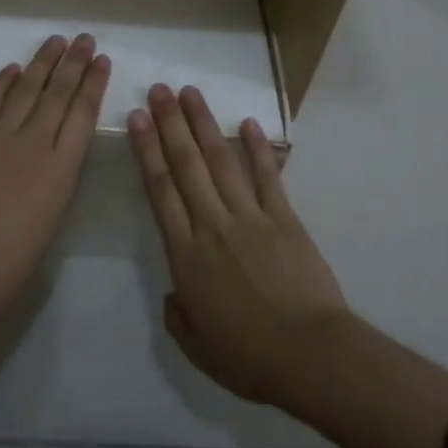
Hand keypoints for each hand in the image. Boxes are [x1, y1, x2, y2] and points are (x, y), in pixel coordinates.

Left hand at [0, 34, 110, 316]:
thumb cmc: (13, 259)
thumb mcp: (53, 213)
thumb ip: (57, 175)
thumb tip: (54, 149)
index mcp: (62, 167)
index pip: (83, 112)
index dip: (93, 83)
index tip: (101, 60)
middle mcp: (33, 141)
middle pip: (57, 92)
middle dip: (73, 63)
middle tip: (84, 38)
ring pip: (24, 89)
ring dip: (41, 63)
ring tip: (55, 42)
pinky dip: (2, 83)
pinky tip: (12, 69)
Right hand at [129, 83, 350, 406]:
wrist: (311, 356)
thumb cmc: (250, 357)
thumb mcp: (198, 348)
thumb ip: (178, 316)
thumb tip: (175, 293)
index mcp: (185, 255)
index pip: (159, 190)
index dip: (146, 150)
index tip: (136, 119)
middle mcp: (212, 225)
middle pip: (186, 164)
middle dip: (170, 123)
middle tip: (159, 90)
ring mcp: (250, 217)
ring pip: (220, 160)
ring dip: (204, 124)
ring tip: (190, 93)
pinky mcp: (284, 218)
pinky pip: (266, 176)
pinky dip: (256, 148)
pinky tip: (247, 122)